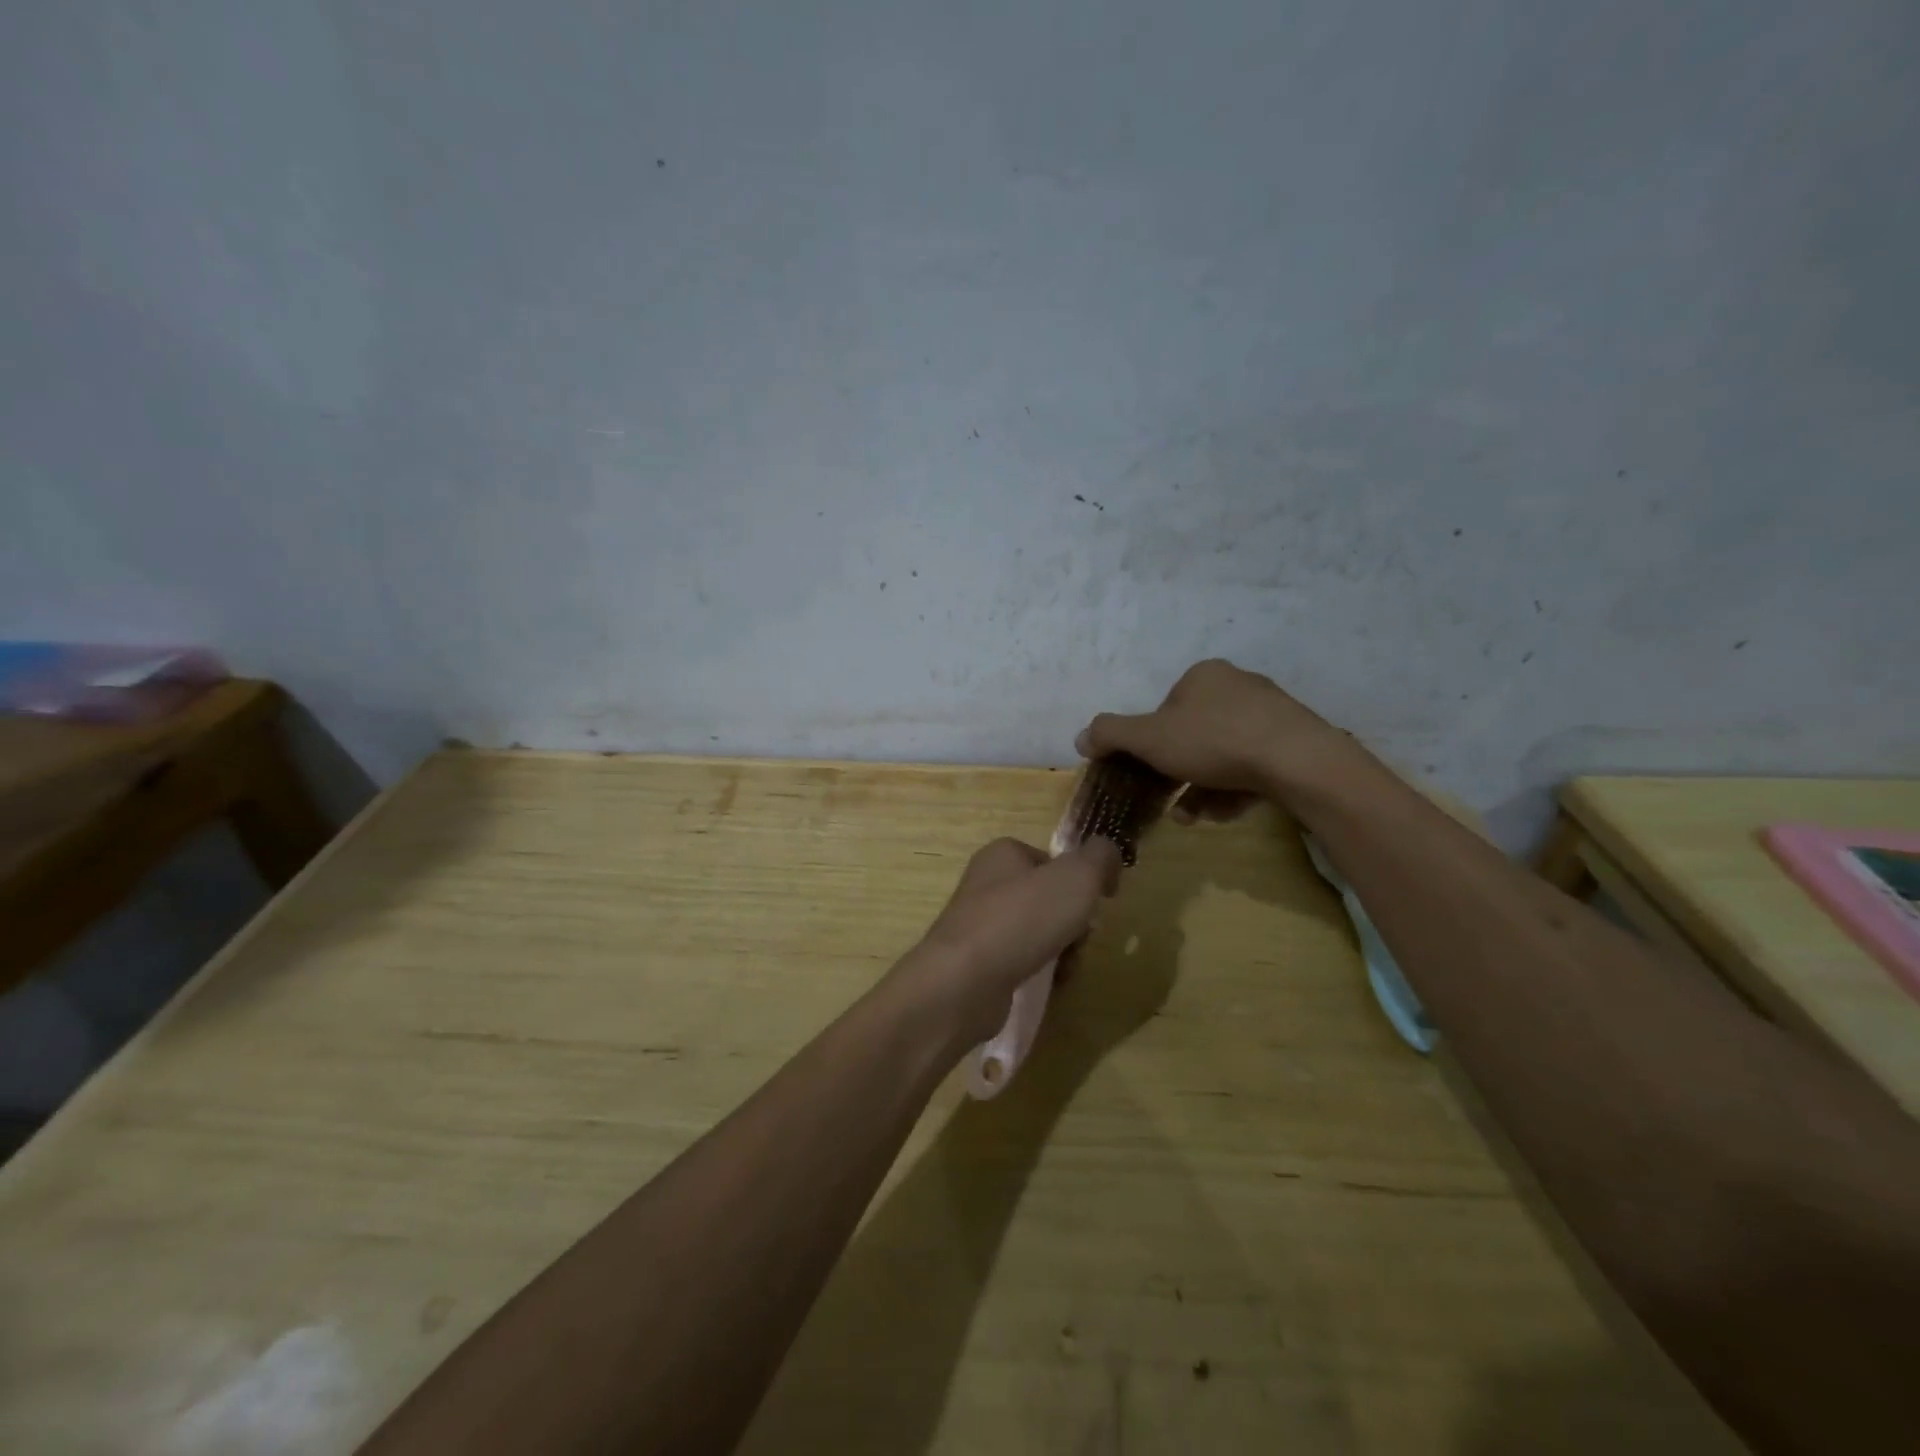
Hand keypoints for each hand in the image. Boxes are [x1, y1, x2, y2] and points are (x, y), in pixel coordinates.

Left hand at [909, 836, 1122, 1046]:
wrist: (964, 982)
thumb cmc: (1022, 918)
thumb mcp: (1077, 876)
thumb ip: (1101, 857)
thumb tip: (1109, 856)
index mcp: (1003, 853)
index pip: (1054, 860)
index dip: (1082, 880)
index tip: (1098, 902)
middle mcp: (987, 883)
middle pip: (1049, 898)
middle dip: (1074, 920)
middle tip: (1082, 937)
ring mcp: (979, 924)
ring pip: (1039, 931)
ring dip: (1063, 949)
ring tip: (1067, 965)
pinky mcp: (977, 962)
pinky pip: (1021, 960)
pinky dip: (1041, 972)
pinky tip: (1050, 984)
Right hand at [1076, 659, 1363, 821]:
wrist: (1297, 762)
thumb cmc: (1214, 741)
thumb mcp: (1149, 738)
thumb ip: (1110, 735)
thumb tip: (1082, 738)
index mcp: (1203, 675)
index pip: (1164, 710)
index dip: (1151, 744)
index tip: (1149, 773)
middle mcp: (1237, 686)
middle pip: (1193, 735)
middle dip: (1177, 775)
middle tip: (1169, 804)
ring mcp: (1270, 713)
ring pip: (1222, 755)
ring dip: (1202, 789)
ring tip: (1194, 818)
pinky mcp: (1294, 742)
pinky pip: (1252, 766)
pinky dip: (1233, 789)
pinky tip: (1226, 812)